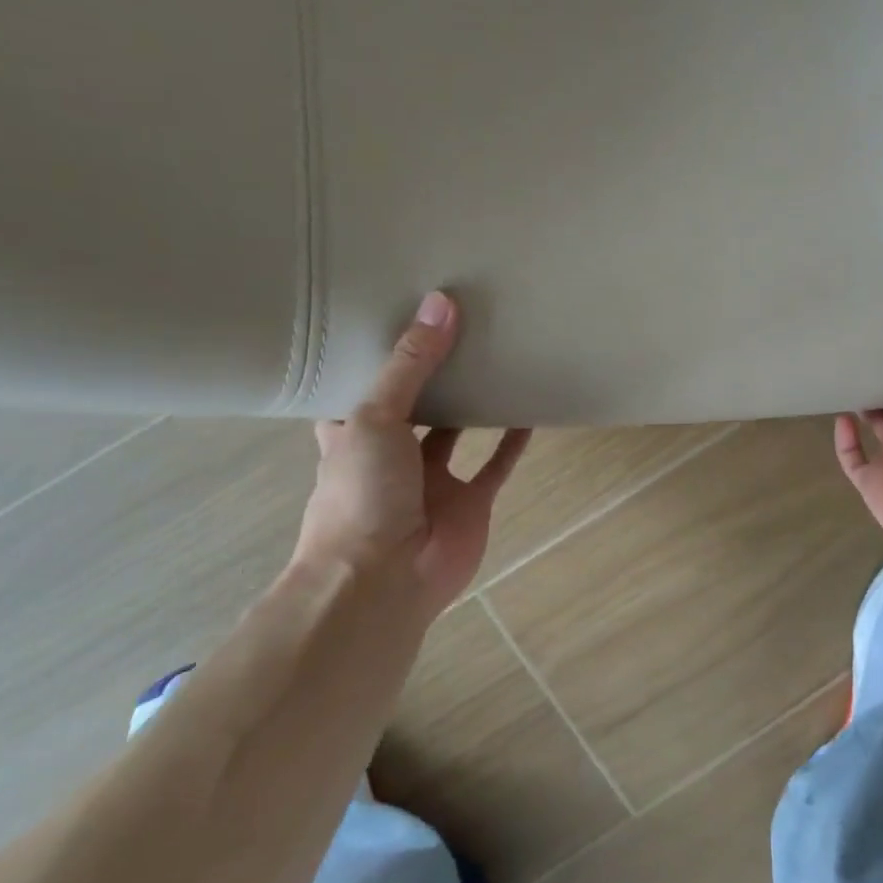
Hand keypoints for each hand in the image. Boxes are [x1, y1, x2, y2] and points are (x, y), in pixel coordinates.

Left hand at [293, 290, 529, 609]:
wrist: (383, 580)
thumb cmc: (362, 493)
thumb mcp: (375, 416)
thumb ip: (411, 364)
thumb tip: (441, 302)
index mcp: (352, 435)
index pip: (360, 386)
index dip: (377, 355)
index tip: (397, 313)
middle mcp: (392, 455)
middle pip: (415, 406)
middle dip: (434, 374)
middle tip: (461, 327)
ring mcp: (433, 481)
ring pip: (458, 433)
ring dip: (475, 404)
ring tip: (498, 360)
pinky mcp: (471, 502)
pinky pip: (496, 464)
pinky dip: (512, 441)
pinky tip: (530, 411)